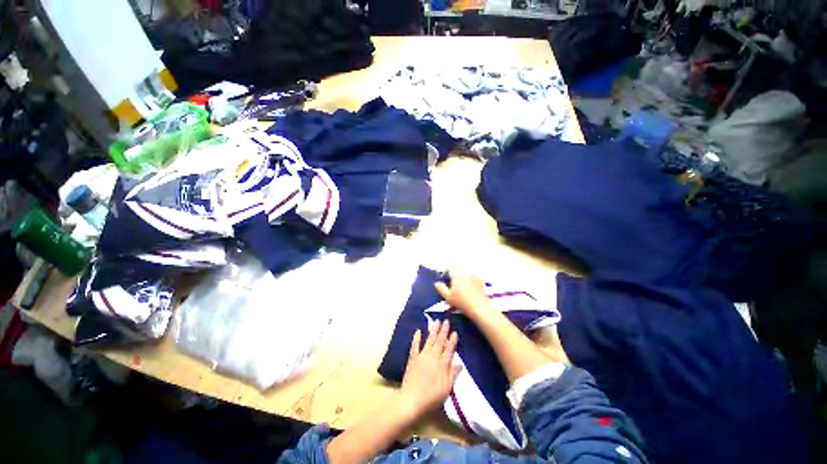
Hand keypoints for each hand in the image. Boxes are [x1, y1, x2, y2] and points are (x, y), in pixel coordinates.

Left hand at [399, 320, 460, 417]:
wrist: (412, 399)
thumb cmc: (432, 397)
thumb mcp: (447, 388)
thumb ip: (453, 374)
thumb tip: (460, 363)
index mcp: (443, 364)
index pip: (449, 349)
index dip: (452, 340)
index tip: (455, 331)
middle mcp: (433, 357)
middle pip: (440, 341)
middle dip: (443, 330)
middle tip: (446, 320)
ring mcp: (422, 356)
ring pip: (429, 340)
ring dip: (433, 330)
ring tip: (436, 321)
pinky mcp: (413, 358)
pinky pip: (415, 346)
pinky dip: (416, 338)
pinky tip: (418, 331)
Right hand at [435, 266, 495, 320]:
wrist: (480, 307)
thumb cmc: (461, 302)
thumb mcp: (448, 297)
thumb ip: (441, 288)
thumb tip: (437, 283)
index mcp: (457, 275)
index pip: (451, 265)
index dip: (448, 267)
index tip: (446, 272)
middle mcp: (466, 272)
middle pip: (459, 267)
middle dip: (456, 270)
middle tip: (453, 279)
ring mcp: (474, 276)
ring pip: (467, 271)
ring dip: (463, 274)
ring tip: (461, 284)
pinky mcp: (481, 281)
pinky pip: (474, 277)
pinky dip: (471, 280)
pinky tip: (470, 288)